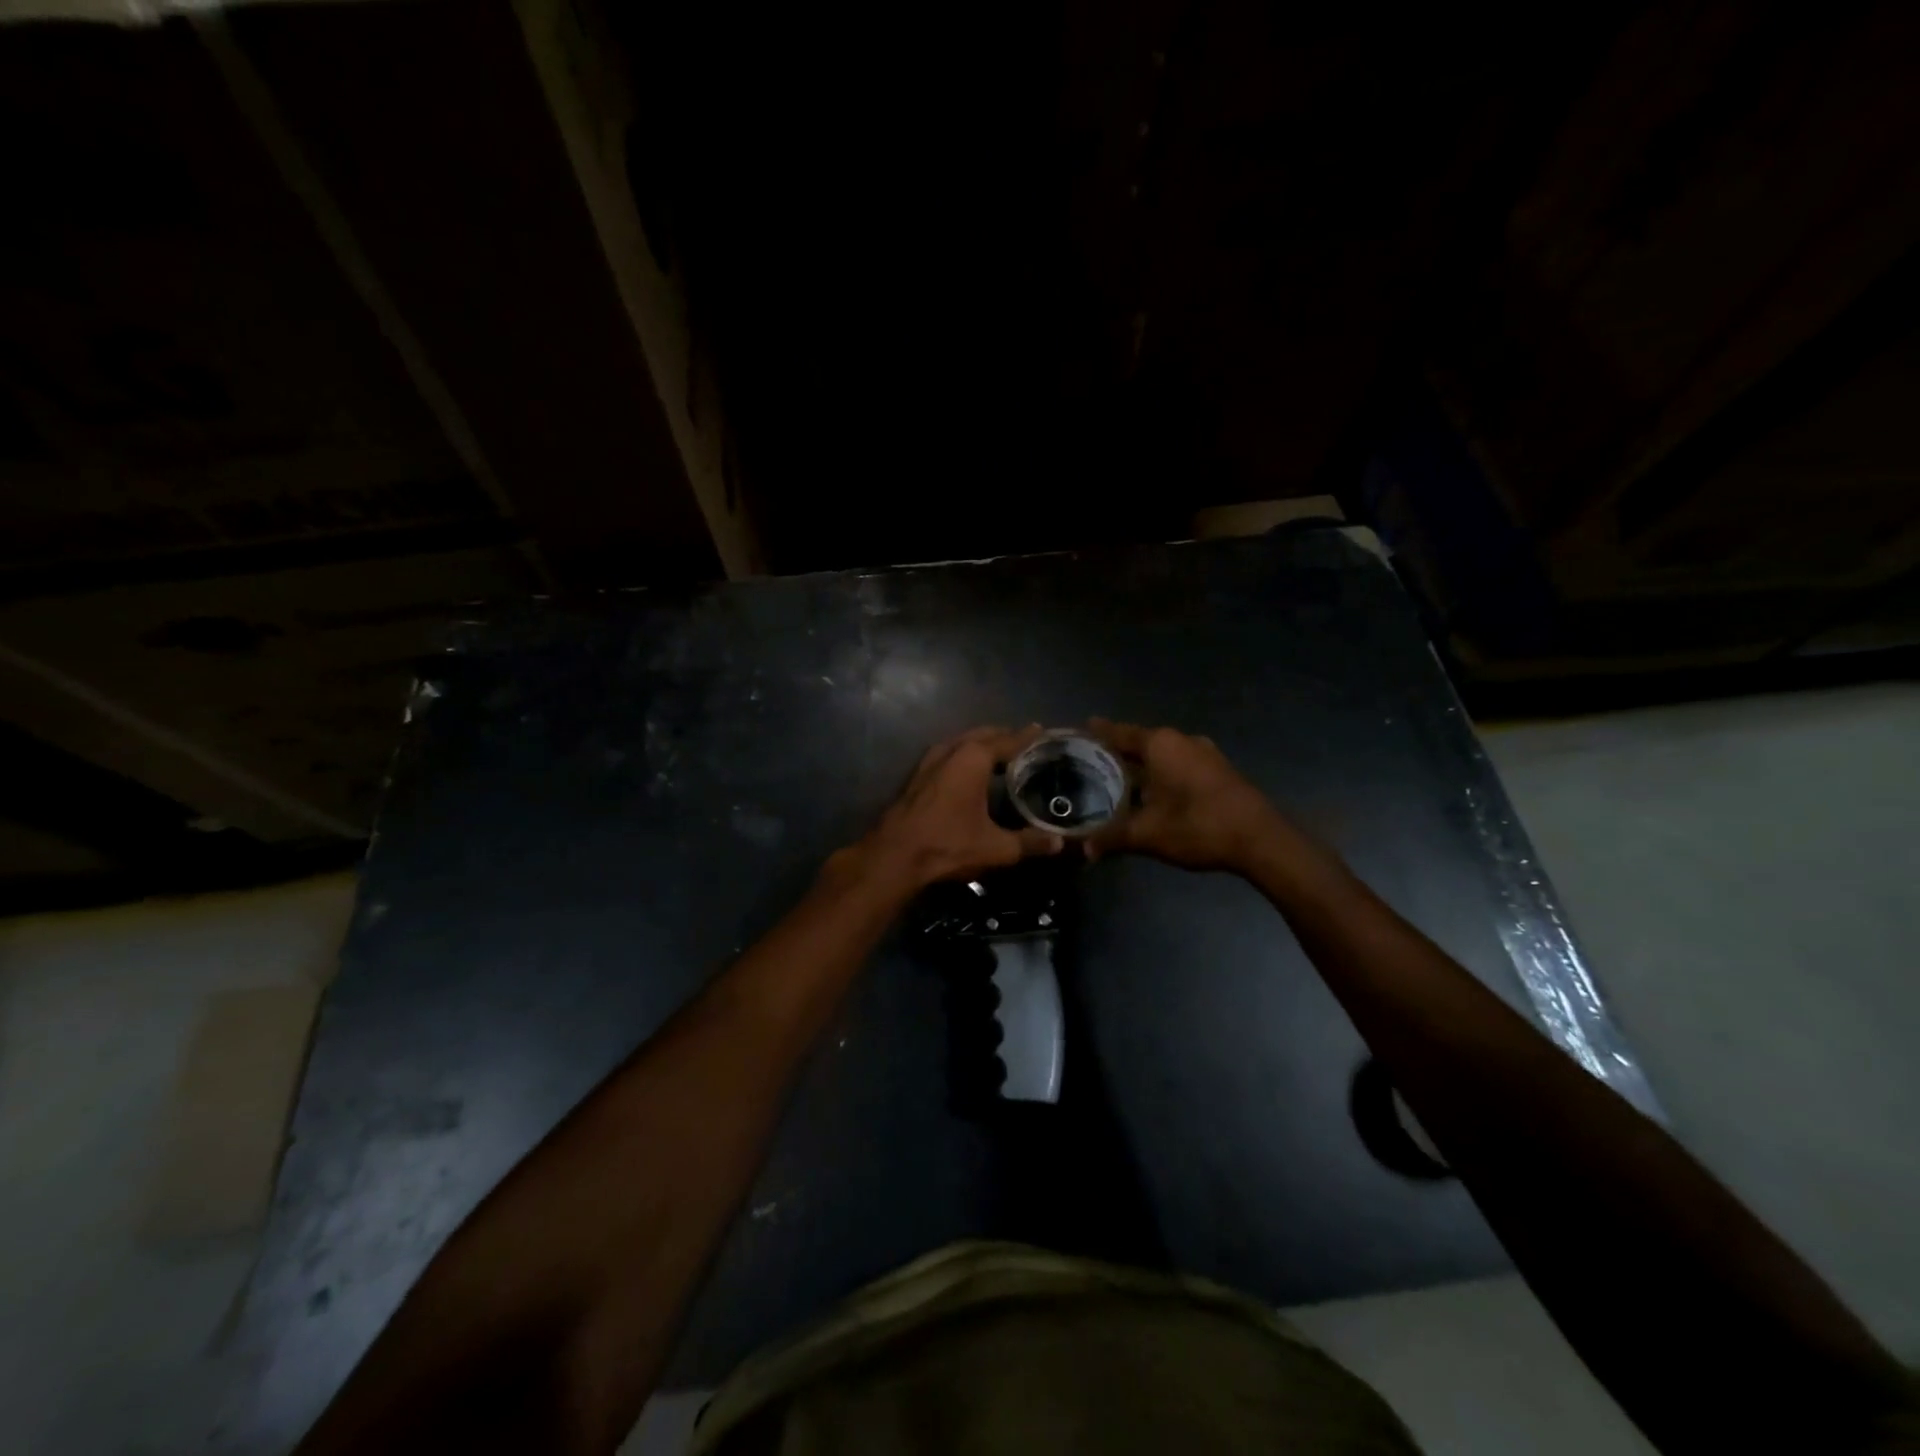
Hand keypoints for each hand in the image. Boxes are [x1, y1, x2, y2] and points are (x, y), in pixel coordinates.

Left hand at [855, 726, 1063, 889]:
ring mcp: (929, 760)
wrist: (894, 857)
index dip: (1030, 737)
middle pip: (984, 735)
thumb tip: (1059, 843)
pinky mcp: (917, 775)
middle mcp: (951, 750)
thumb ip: (1030, 842)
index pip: (1010, 740)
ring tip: (1002, 755)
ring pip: (962, 742)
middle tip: (1028, 744)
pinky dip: (965, 755)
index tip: (1046, 732)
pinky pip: (948, 754)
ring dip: (983, 744)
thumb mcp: (996, 848)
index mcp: (974, 757)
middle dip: (1006, 737)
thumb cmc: (948, 845)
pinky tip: (971, 772)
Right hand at [1084, 719, 1280, 872]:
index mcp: (1160, 744)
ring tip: (1119, 778)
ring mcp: (1204, 753)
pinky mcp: (1219, 769)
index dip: (1098, 732)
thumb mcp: (1147, 834)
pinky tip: (1154, 792)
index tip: (1081, 728)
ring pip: (1163, 754)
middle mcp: (1181, 740)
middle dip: (1118, 751)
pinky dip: (1162, 772)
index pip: (1119, 733)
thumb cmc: (1197, 826)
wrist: (1261, 839)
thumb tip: (1084, 848)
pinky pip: (1180, 763)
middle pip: (1141, 741)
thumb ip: (1112, 838)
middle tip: (1092, 761)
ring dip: (1143, 765)